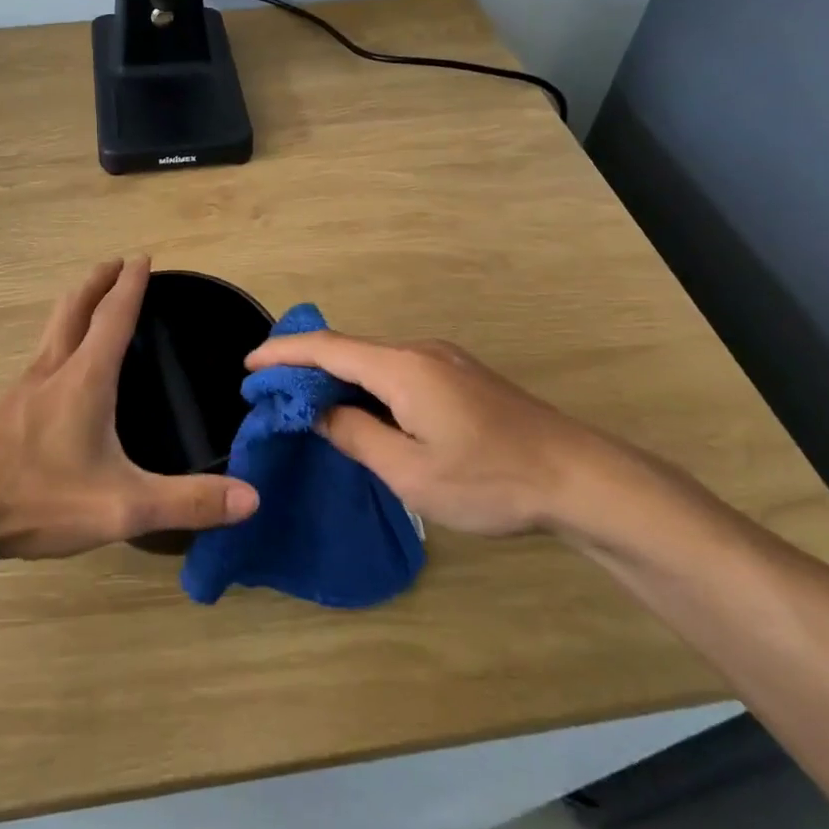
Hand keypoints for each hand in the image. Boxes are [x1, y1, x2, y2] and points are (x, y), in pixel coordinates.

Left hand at [0, 257, 258, 559]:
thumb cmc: (39, 498)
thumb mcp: (123, 506)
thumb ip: (187, 502)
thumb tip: (252, 498)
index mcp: (85, 379)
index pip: (113, 317)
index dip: (130, 286)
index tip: (141, 257)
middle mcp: (52, 371)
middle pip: (74, 309)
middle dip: (97, 281)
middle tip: (114, 263)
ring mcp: (21, 389)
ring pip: (51, 331)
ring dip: (74, 307)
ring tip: (89, 303)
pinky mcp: (3, 411)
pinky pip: (38, 359)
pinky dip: (57, 341)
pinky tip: (57, 370)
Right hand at [245, 331, 626, 535]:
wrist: (579, 477)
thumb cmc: (490, 480)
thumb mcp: (410, 472)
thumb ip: (356, 436)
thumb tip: (320, 413)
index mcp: (401, 368)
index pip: (327, 348)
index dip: (283, 354)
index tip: (249, 366)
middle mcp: (419, 351)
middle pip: (349, 350)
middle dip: (305, 367)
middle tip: (272, 394)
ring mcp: (444, 360)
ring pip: (374, 361)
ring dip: (338, 378)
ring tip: (309, 406)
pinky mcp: (461, 376)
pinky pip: (398, 371)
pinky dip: (367, 384)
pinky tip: (364, 412)